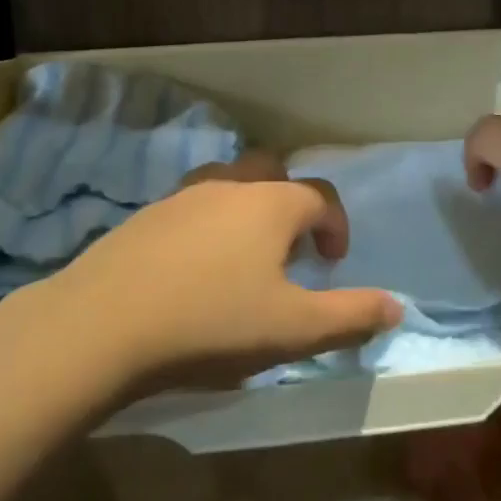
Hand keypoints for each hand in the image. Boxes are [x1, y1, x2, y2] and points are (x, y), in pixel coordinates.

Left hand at [36, 153, 400, 390]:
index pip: (320, 195)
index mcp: (271, 203)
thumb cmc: (213, 322)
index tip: (333, 261)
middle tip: (289, 249)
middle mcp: (229, 186)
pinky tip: (193, 267)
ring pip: (227, 184)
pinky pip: (190, 206)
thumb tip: (396, 306)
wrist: (105, 324)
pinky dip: (206, 224)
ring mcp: (181, 196)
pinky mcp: (145, 215)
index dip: (336, 225)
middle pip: (272, 171)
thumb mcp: (294, 330)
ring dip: (245, 209)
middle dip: (290, 203)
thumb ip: (351, 315)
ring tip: (242, 257)